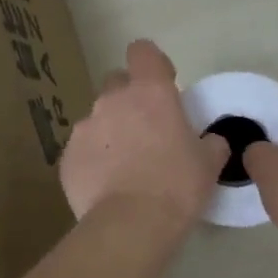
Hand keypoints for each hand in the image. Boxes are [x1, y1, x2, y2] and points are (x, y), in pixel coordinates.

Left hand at [60, 40, 229, 227]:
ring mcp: (84, 129)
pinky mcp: (67, 158)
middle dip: (129, 99)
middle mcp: (112, 101)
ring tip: (126, 167)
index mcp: (150, 93)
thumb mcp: (209, 164)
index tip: (164, 83)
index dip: (153, 64)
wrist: (130, 225)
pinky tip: (107, 187)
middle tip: (147, 130)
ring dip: (111, 133)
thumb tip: (211, 141)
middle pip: (116, 83)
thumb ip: (211, 143)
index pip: (143, 52)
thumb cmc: (177, 186)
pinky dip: (94, 161)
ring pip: (98, 120)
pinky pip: (83, 151)